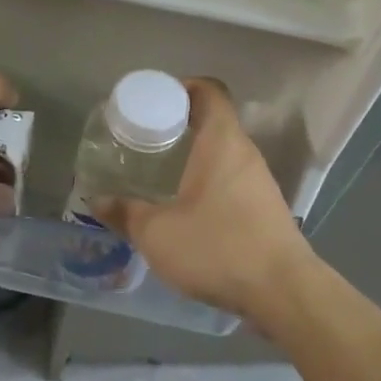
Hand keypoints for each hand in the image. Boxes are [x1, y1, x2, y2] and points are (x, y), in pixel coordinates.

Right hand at [92, 79, 316, 324]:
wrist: (283, 293)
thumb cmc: (217, 247)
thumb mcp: (157, 233)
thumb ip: (124, 213)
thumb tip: (97, 200)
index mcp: (222, 141)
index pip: (209, 91)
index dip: (181, 87)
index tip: (153, 102)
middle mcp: (245, 153)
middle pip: (214, 122)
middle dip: (179, 126)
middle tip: (144, 141)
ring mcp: (260, 182)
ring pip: (223, 154)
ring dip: (193, 158)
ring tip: (158, 174)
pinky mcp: (266, 210)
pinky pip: (231, 181)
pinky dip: (208, 183)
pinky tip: (185, 209)